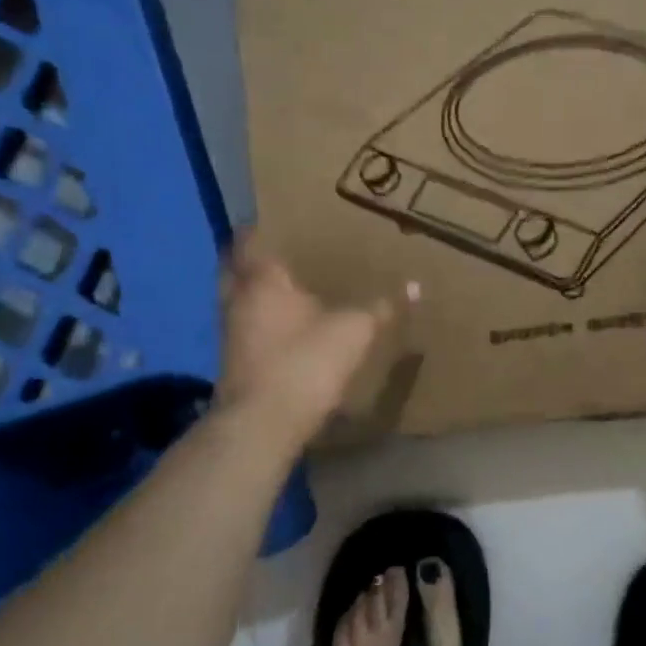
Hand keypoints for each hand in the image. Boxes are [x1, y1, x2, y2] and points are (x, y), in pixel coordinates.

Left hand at [216, 234, 406, 433]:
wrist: (262, 424)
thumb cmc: (305, 362)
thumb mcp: (354, 331)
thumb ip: (381, 307)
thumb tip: (415, 286)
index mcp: (262, 280)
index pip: (249, 239)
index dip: (261, 228)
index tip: (279, 221)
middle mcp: (237, 299)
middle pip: (234, 268)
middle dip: (253, 258)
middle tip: (282, 251)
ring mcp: (230, 331)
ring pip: (238, 298)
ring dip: (255, 291)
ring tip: (286, 287)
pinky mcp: (232, 360)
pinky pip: (244, 326)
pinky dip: (258, 319)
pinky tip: (283, 326)